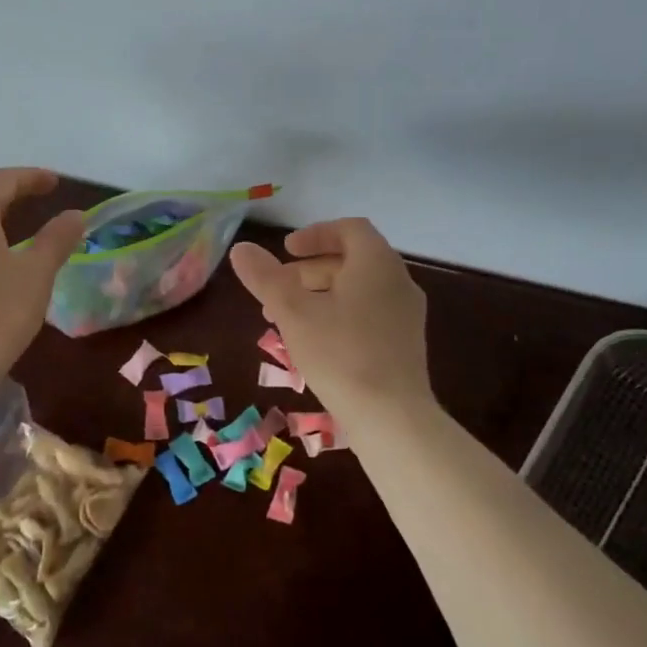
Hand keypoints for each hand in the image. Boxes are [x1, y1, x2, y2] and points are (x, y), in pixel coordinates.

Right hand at [228, 218, 432, 414]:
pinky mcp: (405, 345)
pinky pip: (369, 314)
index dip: (315, 234)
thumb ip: (265, 277)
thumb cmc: (340, 354)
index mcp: (377, 263)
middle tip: (278, 288)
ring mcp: (406, 315)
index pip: (349, 229)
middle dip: (309, 270)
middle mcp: (398, 282)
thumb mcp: (293, 312)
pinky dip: (339, 315)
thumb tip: (241, 249)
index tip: (286, 250)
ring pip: (359, 290)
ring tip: (287, 319)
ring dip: (321, 295)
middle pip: (352, 260)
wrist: (392, 418)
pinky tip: (314, 343)